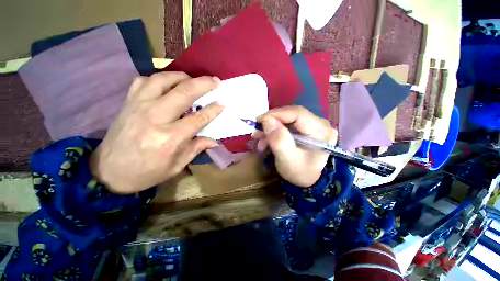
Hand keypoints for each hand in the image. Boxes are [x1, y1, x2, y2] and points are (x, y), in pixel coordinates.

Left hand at [90, 72, 223, 193]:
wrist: (108, 172)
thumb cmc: (146, 173)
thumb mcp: (176, 166)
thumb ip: (196, 149)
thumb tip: (214, 140)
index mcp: (169, 138)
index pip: (198, 118)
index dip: (213, 110)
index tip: (223, 103)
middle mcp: (155, 117)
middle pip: (183, 93)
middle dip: (203, 84)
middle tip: (216, 80)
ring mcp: (139, 106)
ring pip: (164, 79)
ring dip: (183, 76)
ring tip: (194, 79)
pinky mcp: (128, 102)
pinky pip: (145, 80)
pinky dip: (160, 78)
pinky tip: (168, 84)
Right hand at [253, 106, 337, 186]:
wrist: (309, 180)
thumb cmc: (300, 173)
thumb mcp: (287, 159)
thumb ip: (278, 140)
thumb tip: (267, 120)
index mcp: (320, 131)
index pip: (297, 113)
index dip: (276, 114)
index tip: (258, 121)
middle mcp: (320, 124)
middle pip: (291, 115)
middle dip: (271, 122)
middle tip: (257, 131)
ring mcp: (314, 125)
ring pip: (287, 119)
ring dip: (271, 127)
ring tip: (260, 138)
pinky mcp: (307, 128)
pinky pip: (288, 124)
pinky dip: (275, 130)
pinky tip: (267, 139)